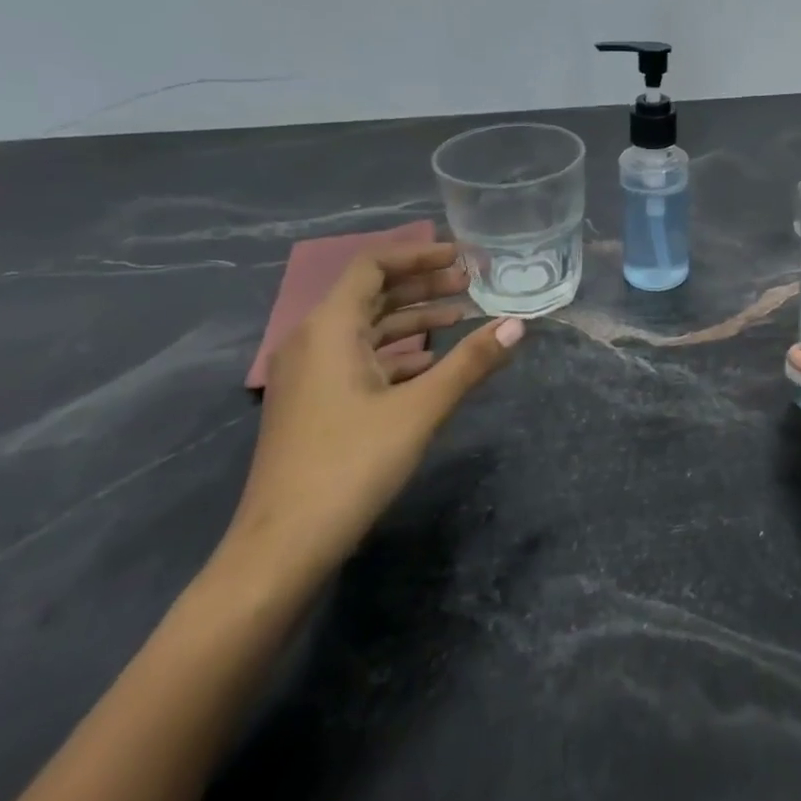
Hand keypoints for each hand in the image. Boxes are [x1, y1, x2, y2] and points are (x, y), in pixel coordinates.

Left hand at [223, 240, 523, 583]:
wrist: (282, 546)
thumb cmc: (350, 466)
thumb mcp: (419, 409)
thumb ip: (470, 363)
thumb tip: (518, 325)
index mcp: (329, 329)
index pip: (373, 266)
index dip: (419, 254)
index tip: (463, 256)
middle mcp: (313, 341)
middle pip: (371, 294)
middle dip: (423, 284)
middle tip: (473, 283)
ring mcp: (311, 375)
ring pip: (368, 328)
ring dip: (414, 318)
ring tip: (462, 315)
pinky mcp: (317, 404)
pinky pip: (361, 358)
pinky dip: (399, 352)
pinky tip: (433, 363)